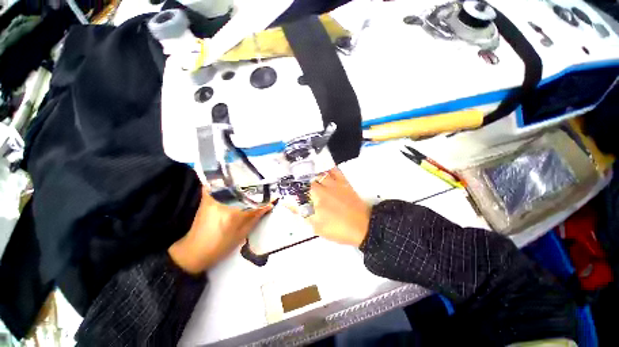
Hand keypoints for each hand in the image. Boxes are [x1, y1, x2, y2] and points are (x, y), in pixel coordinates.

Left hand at [169, 187, 271, 273]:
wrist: (193, 251)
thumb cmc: (220, 246)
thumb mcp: (242, 234)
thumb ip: (255, 216)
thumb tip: (270, 203)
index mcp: (231, 212)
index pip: (253, 198)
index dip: (264, 194)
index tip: (273, 192)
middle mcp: (221, 201)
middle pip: (242, 186)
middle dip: (254, 183)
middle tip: (265, 183)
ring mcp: (212, 197)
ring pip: (231, 183)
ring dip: (242, 181)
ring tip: (253, 182)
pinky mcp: (206, 197)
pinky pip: (220, 185)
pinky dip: (228, 182)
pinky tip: (237, 184)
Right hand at [291, 168, 370, 246]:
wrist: (363, 226)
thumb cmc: (339, 230)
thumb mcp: (318, 228)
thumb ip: (303, 215)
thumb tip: (289, 205)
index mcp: (315, 201)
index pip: (298, 192)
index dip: (290, 189)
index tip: (285, 188)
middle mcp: (322, 189)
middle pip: (307, 180)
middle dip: (299, 180)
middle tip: (294, 180)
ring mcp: (333, 184)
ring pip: (318, 173)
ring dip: (311, 172)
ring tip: (304, 170)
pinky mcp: (343, 182)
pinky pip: (334, 170)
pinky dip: (327, 167)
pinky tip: (322, 167)